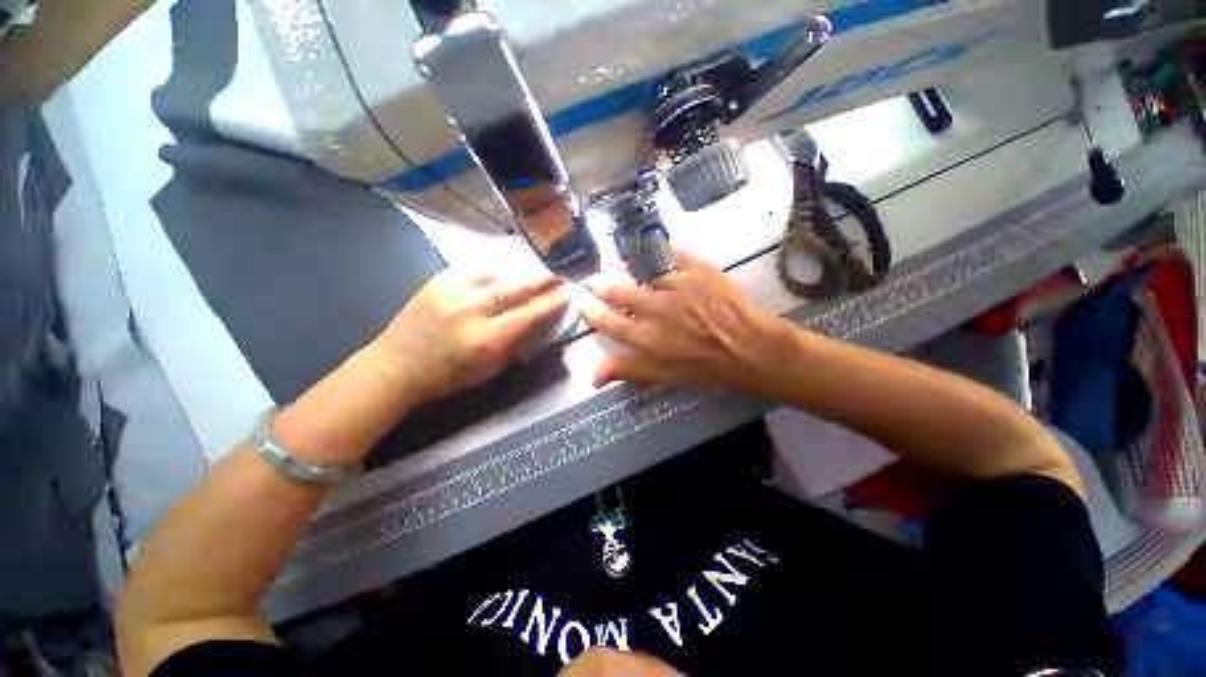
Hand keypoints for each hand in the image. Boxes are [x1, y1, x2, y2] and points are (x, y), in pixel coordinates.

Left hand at [371, 268, 568, 404]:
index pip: (530, 313)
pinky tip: (507, 272)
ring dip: (523, 271)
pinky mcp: (439, 279)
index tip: (568, 293)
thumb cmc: (448, 376)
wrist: (395, 366)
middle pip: (518, 285)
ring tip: (537, 270)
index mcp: (487, 339)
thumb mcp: (490, 368)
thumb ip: (517, 341)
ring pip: (500, 271)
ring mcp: (453, 289)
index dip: (552, 301)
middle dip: (543, 278)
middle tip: (559, 273)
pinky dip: (498, 270)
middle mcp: (472, 310)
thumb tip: (539, 317)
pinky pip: (478, 268)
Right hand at [578, 249, 793, 393]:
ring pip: (639, 268)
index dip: (589, 310)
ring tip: (615, 259)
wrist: (750, 348)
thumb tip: (592, 377)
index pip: (606, 321)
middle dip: (600, 283)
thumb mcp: (664, 377)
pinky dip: (656, 247)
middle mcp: (655, 309)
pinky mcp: (697, 269)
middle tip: (594, 278)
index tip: (580, 300)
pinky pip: (670, 252)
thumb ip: (628, 371)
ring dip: (623, 263)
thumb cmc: (705, 368)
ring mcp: (676, 285)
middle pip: (618, 290)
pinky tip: (648, 245)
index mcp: (645, 338)